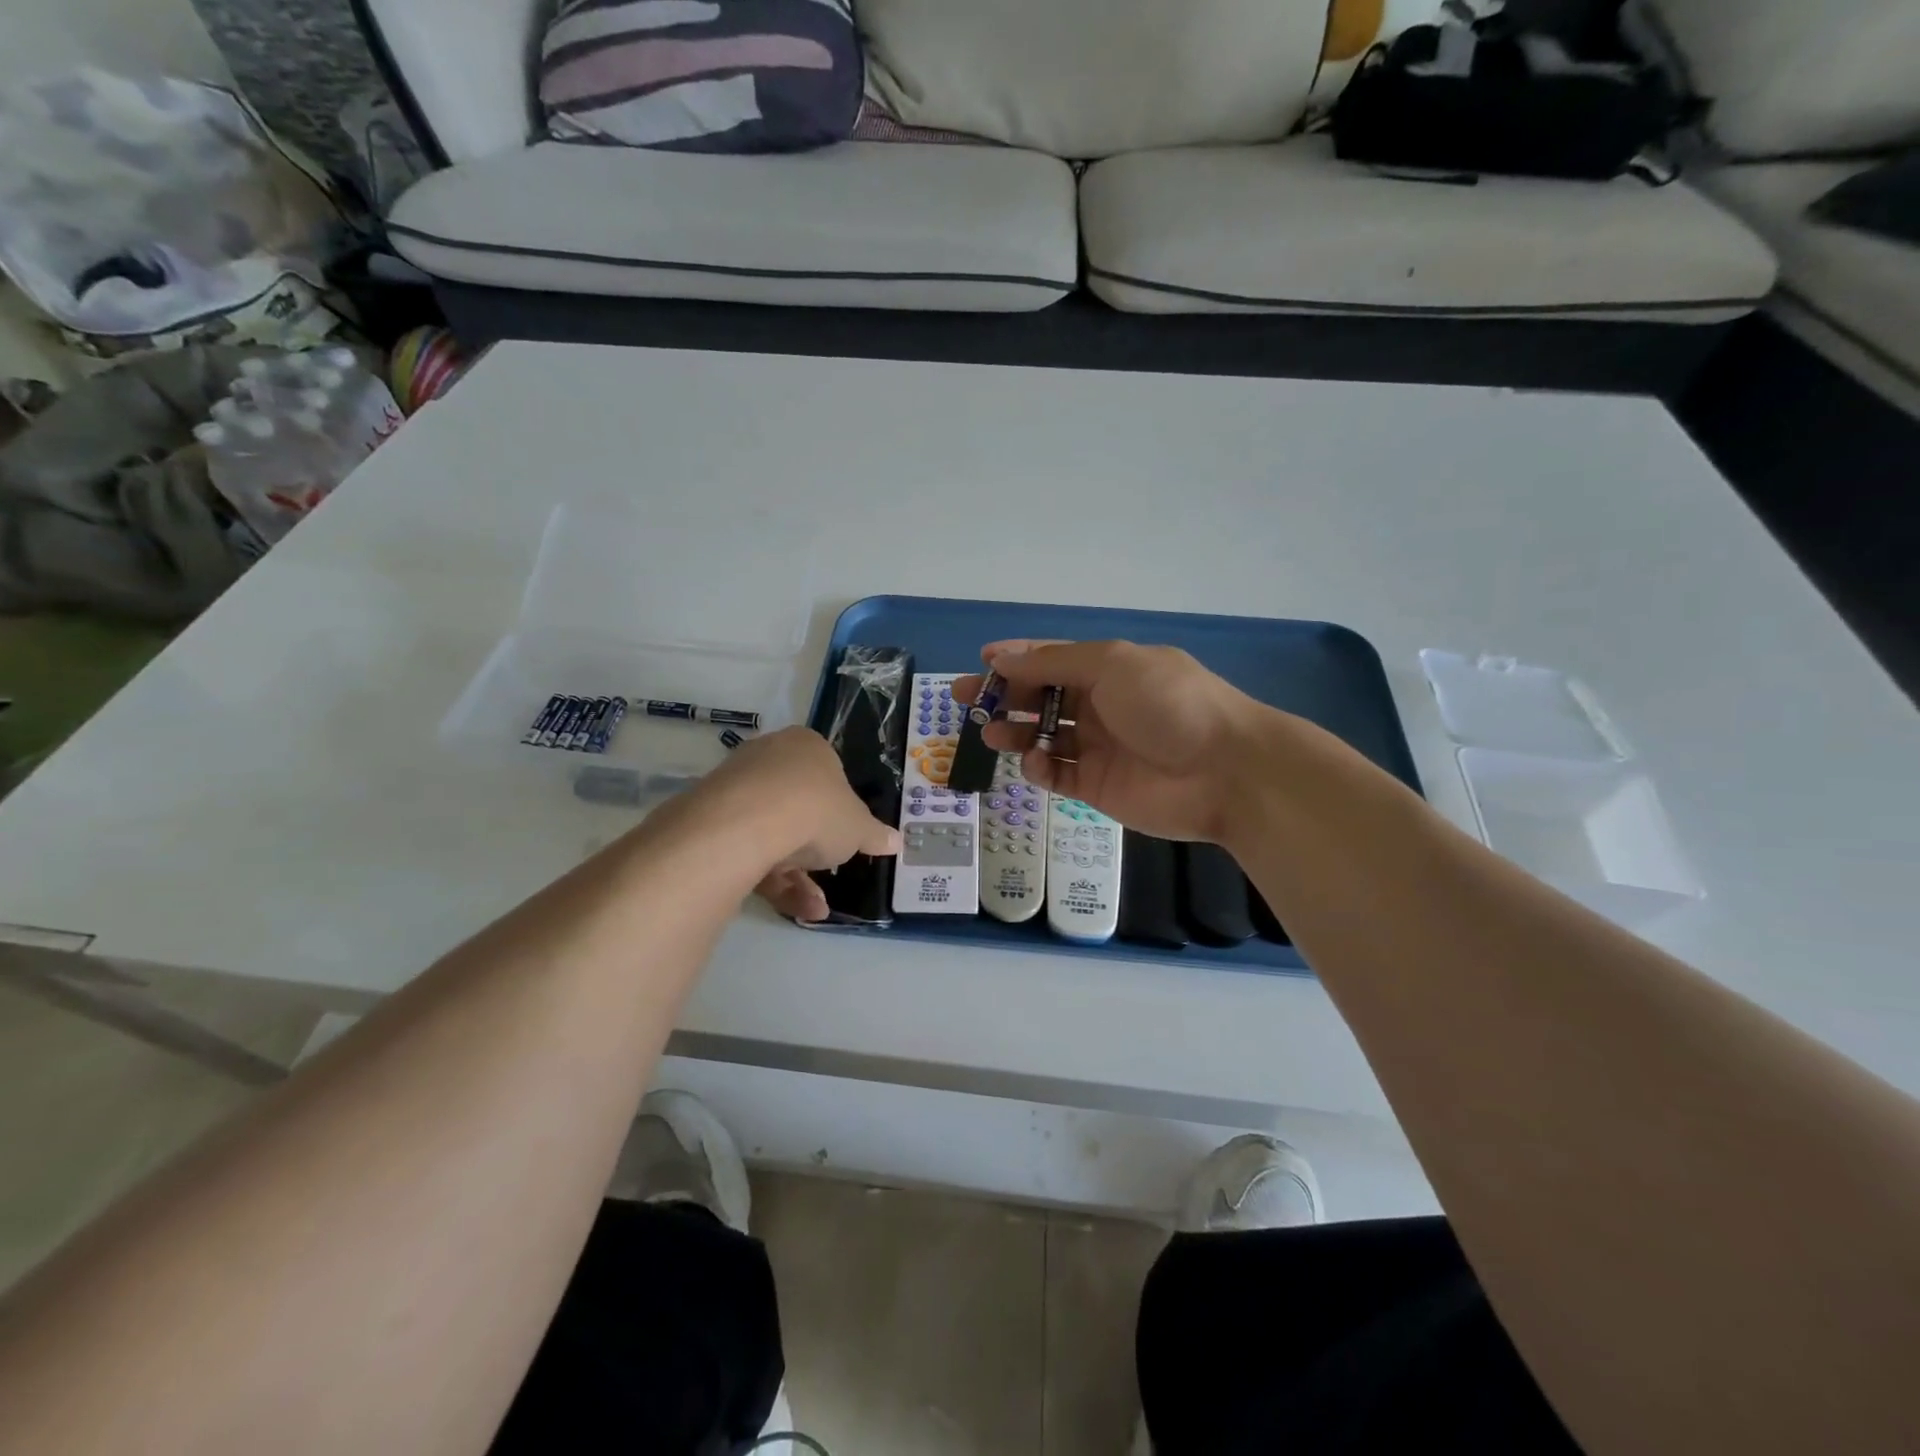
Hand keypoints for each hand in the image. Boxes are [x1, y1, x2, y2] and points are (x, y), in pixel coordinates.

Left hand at [673, 727, 898, 921]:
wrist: (746, 824)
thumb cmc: (816, 810)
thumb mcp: (858, 828)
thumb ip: (875, 835)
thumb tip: (896, 841)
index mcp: (806, 746)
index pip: (827, 772)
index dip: (839, 806)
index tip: (845, 835)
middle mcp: (768, 757)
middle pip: (797, 805)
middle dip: (814, 848)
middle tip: (828, 873)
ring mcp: (736, 787)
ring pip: (772, 832)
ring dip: (796, 875)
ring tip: (815, 908)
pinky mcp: (711, 820)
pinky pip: (747, 849)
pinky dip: (771, 879)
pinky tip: (795, 909)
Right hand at [955, 640, 1283, 843]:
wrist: (1225, 771)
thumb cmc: (1169, 704)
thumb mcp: (1112, 665)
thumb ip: (1054, 662)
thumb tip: (1002, 655)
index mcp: (1107, 669)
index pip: (1052, 660)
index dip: (1016, 659)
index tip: (981, 662)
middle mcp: (1100, 705)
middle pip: (1040, 697)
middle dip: (1003, 696)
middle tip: (965, 700)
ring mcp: (1097, 748)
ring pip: (1042, 737)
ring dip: (1014, 732)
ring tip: (989, 734)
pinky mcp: (1097, 786)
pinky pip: (1057, 774)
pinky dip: (1039, 768)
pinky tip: (1034, 762)